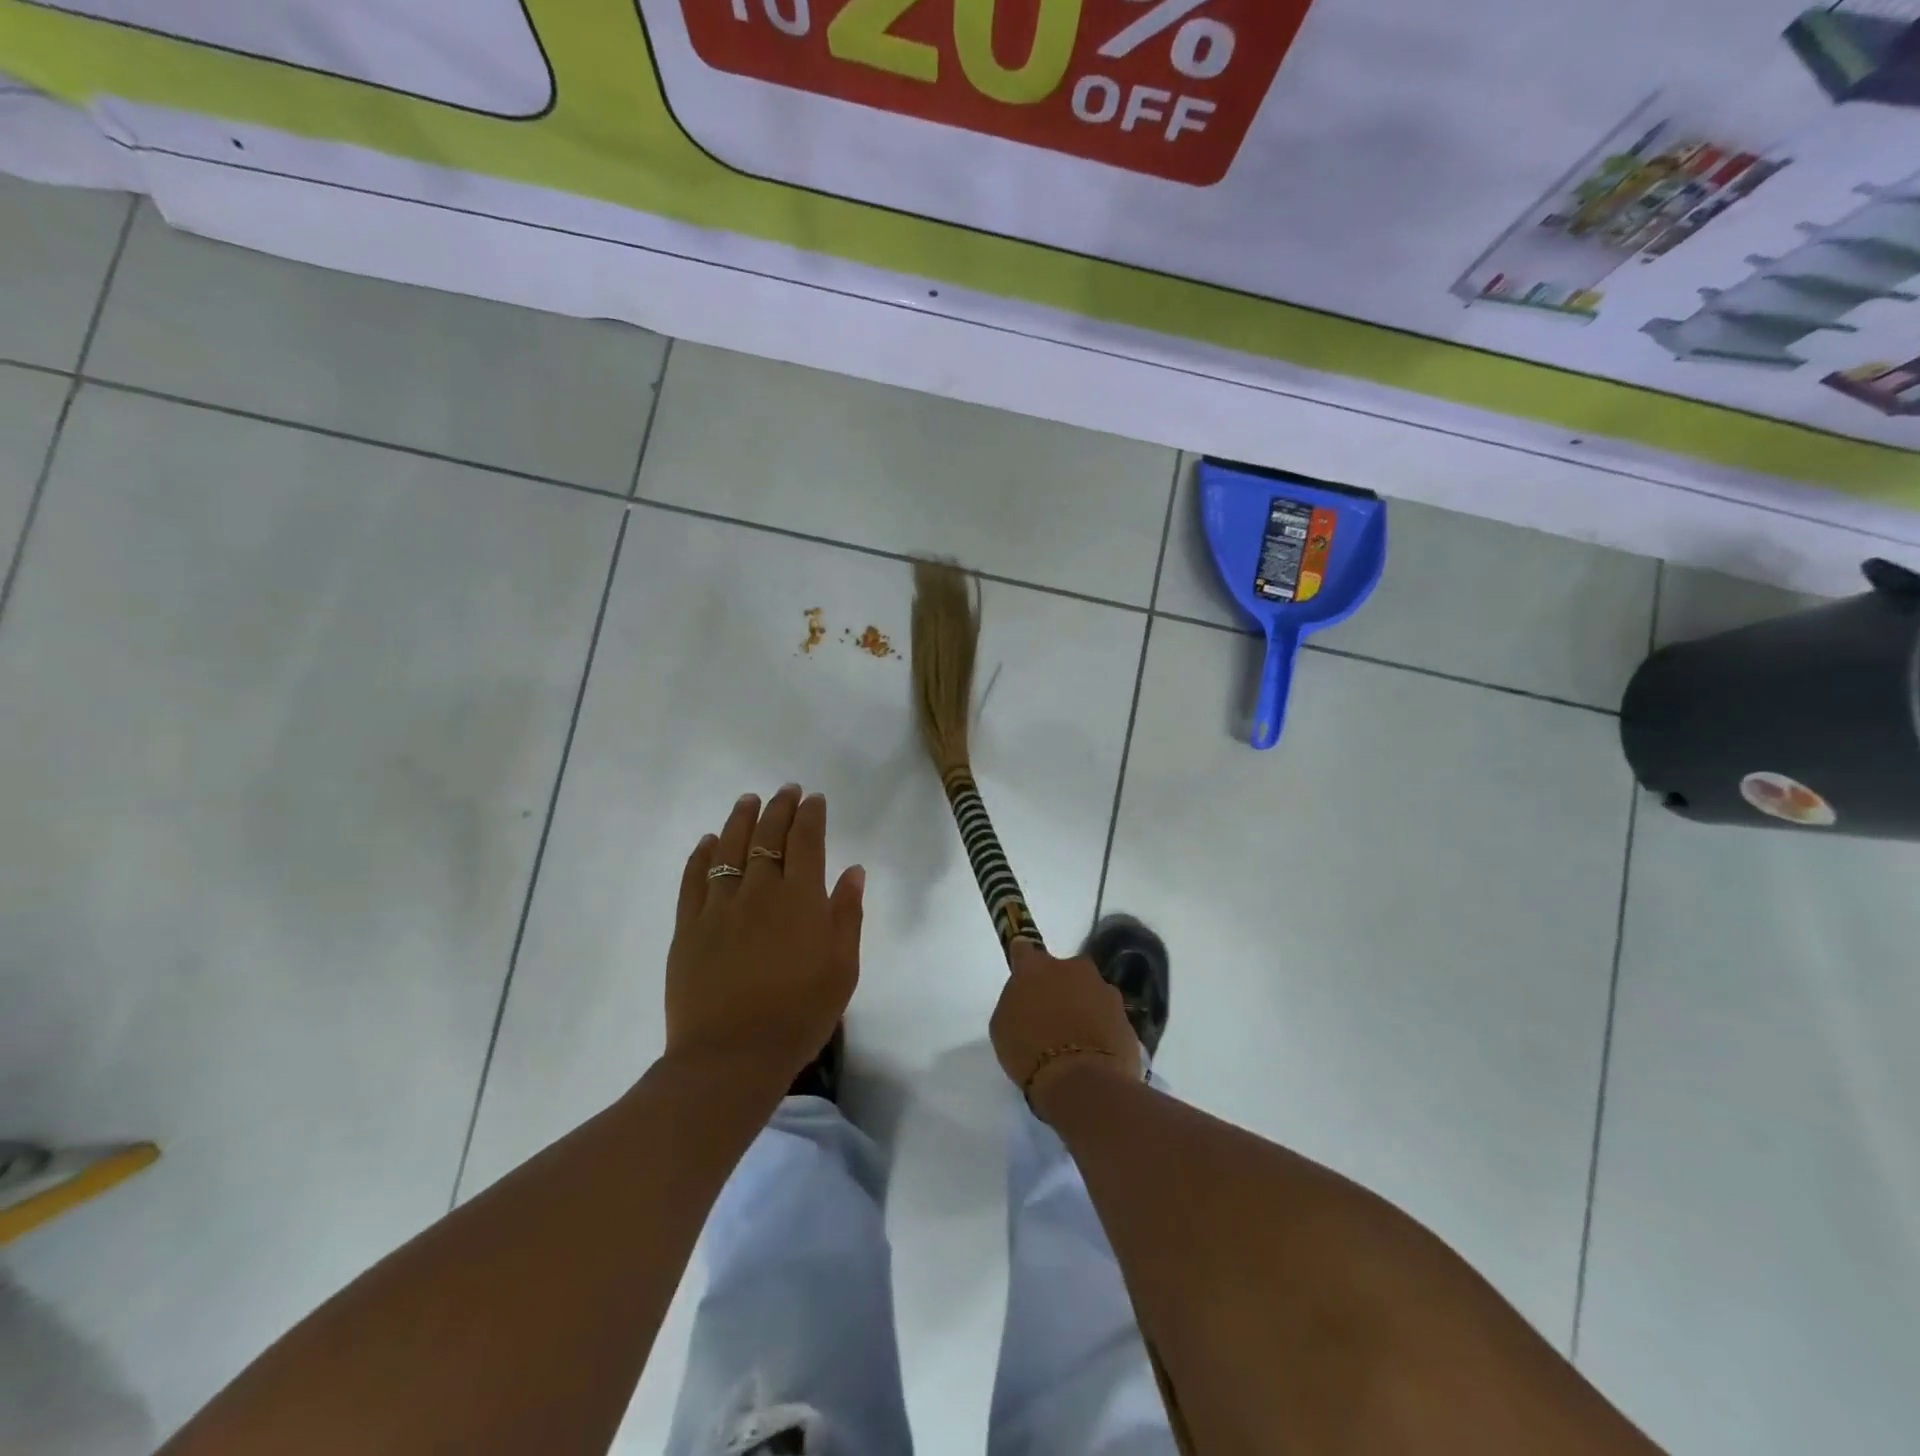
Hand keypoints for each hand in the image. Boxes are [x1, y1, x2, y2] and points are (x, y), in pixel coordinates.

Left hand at [665, 785, 864, 1083]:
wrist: (733, 1056)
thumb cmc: (800, 1013)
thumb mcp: (842, 968)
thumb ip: (847, 914)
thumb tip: (852, 871)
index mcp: (800, 899)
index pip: (806, 841)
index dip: (810, 815)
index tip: (813, 799)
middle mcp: (759, 891)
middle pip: (768, 837)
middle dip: (778, 808)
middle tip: (785, 791)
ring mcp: (719, 907)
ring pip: (729, 849)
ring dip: (740, 820)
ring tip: (748, 801)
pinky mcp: (689, 927)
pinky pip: (694, 880)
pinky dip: (701, 855)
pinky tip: (708, 841)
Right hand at [989, 939, 1139, 1118]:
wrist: (1082, 1083)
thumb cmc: (1029, 1053)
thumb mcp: (1002, 1026)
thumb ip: (1016, 1002)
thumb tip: (1028, 1000)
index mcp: (1036, 967)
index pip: (1024, 948)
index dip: (1022, 959)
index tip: (1023, 973)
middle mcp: (1073, 968)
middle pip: (1064, 971)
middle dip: (1060, 987)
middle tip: (1051, 1016)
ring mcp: (1105, 990)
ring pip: (1090, 993)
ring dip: (1084, 1008)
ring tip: (1076, 1041)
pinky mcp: (1126, 1017)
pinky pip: (1108, 1018)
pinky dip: (1101, 1029)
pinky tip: (1094, 1054)